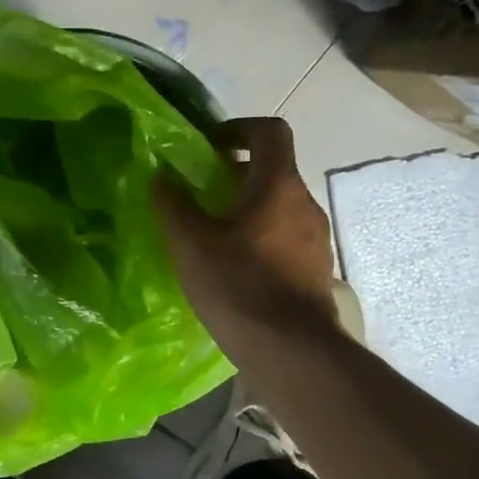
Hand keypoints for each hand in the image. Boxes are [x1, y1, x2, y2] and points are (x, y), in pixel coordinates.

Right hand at [153, 116, 341, 343]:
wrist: (290, 349)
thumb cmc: (237, 286)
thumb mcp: (191, 244)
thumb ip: (174, 205)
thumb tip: (163, 178)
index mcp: (278, 186)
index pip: (270, 132)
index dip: (238, 129)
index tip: (208, 147)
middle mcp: (305, 204)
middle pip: (272, 171)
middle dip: (234, 175)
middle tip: (199, 196)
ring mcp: (315, 239)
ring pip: (278, 208)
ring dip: (247, 210)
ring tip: (212, 237)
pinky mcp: (315, 270)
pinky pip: (285, 238)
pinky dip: (260, 239)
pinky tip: (235, 269)